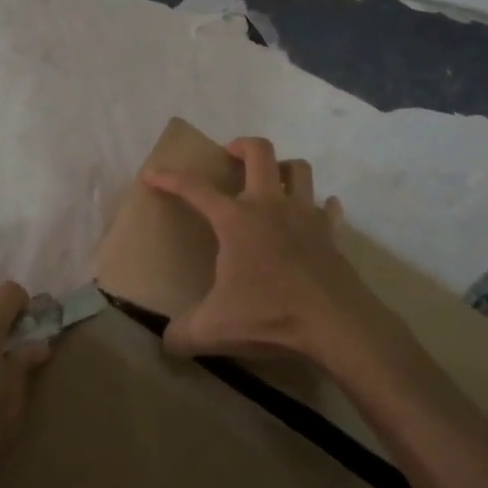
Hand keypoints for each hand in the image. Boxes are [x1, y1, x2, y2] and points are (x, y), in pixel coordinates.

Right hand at [144, 137, 388, 364]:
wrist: (336, 324)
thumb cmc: (270, 315)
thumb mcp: (214, 329)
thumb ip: (184, 333)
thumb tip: (167, 342)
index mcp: (236, 220)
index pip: (195, 189)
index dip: (170, 179)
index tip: (152, 174)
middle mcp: (270, 206)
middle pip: (259, 152)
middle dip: (240, 146)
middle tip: (228, 157)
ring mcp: (305, 216)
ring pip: (299, 169)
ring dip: (283, 168)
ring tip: (271, 181)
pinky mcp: (331, 234)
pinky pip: (327, 208)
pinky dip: (320, 205)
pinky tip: (315, 213)